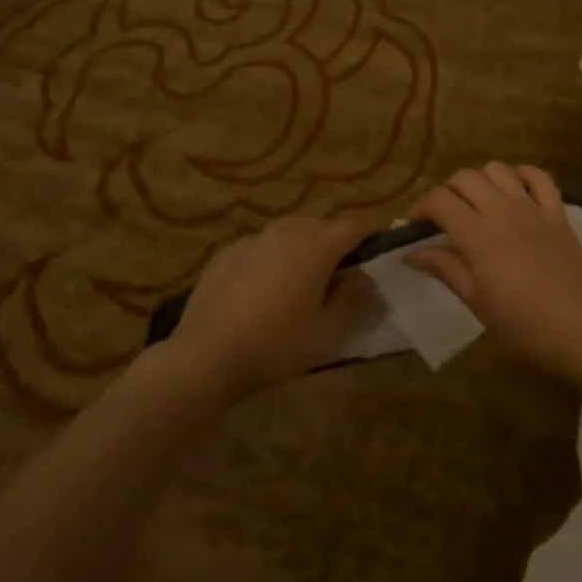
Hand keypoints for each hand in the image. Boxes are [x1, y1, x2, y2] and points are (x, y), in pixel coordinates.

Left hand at [170, 214, 381, 400]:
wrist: (206, 355)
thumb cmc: (276, 345)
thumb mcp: (327, 332)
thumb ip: (353, 299)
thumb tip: (362, 278)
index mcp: (317, 246)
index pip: (355, 226)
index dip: (370, 237)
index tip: (375, 256)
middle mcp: (287, 231)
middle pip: (322, 226)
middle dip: (335, 244)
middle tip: (337, 277)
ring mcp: (253, 239)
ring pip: (289, 233)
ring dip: (302, 248)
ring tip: (299, 281)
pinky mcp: (226, 252)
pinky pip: (261, 247)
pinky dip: (271, 258)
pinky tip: (262, 290)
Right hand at [406, 164, 581, 381]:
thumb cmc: (524, 325)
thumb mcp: (477, 302)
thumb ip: (445, 268)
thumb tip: (412, 253)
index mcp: (477, 234)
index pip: (439, 200)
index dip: (421, 208)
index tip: (415, 228)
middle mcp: (502, 210)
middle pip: (465, 177)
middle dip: (447, 192)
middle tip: (444, 219)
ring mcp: (533, 207)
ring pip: (498, 169)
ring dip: (480, 180)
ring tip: (477, 204)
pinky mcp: (558, 212)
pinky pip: (538, 177)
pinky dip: (521, 176)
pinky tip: (514, 192)